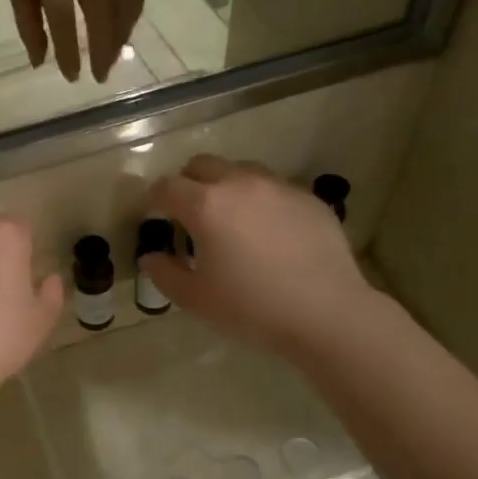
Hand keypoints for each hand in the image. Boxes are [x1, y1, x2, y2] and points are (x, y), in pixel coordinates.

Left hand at [9, 0, 146, 83]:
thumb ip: (28, 26)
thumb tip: (41, 63)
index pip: (62, 13)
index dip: (68, 48)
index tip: (72, 76)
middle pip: (100, 10)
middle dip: (102, 48)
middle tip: (100, 76)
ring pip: (123, 3)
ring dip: (120, 38)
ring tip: (110, 61)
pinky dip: (131, 19)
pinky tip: (122, 36)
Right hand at [139, 155, 376, 359]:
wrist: (326, 314)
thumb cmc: (251, 308)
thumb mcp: (195, 299)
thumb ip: (164, 273)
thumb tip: (151, 257)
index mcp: (206, 205)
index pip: (167, 187)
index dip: (153, 199)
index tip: (152, 215)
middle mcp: (241, 184)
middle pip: (202, 165)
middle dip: (188, 183)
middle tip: (188, 215)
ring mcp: (279, 187)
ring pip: (241, 171)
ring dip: (225, 187)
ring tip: (230, 220)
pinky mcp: (309, 199)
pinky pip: (274, 189)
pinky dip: (260, 201)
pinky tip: (268, 234)